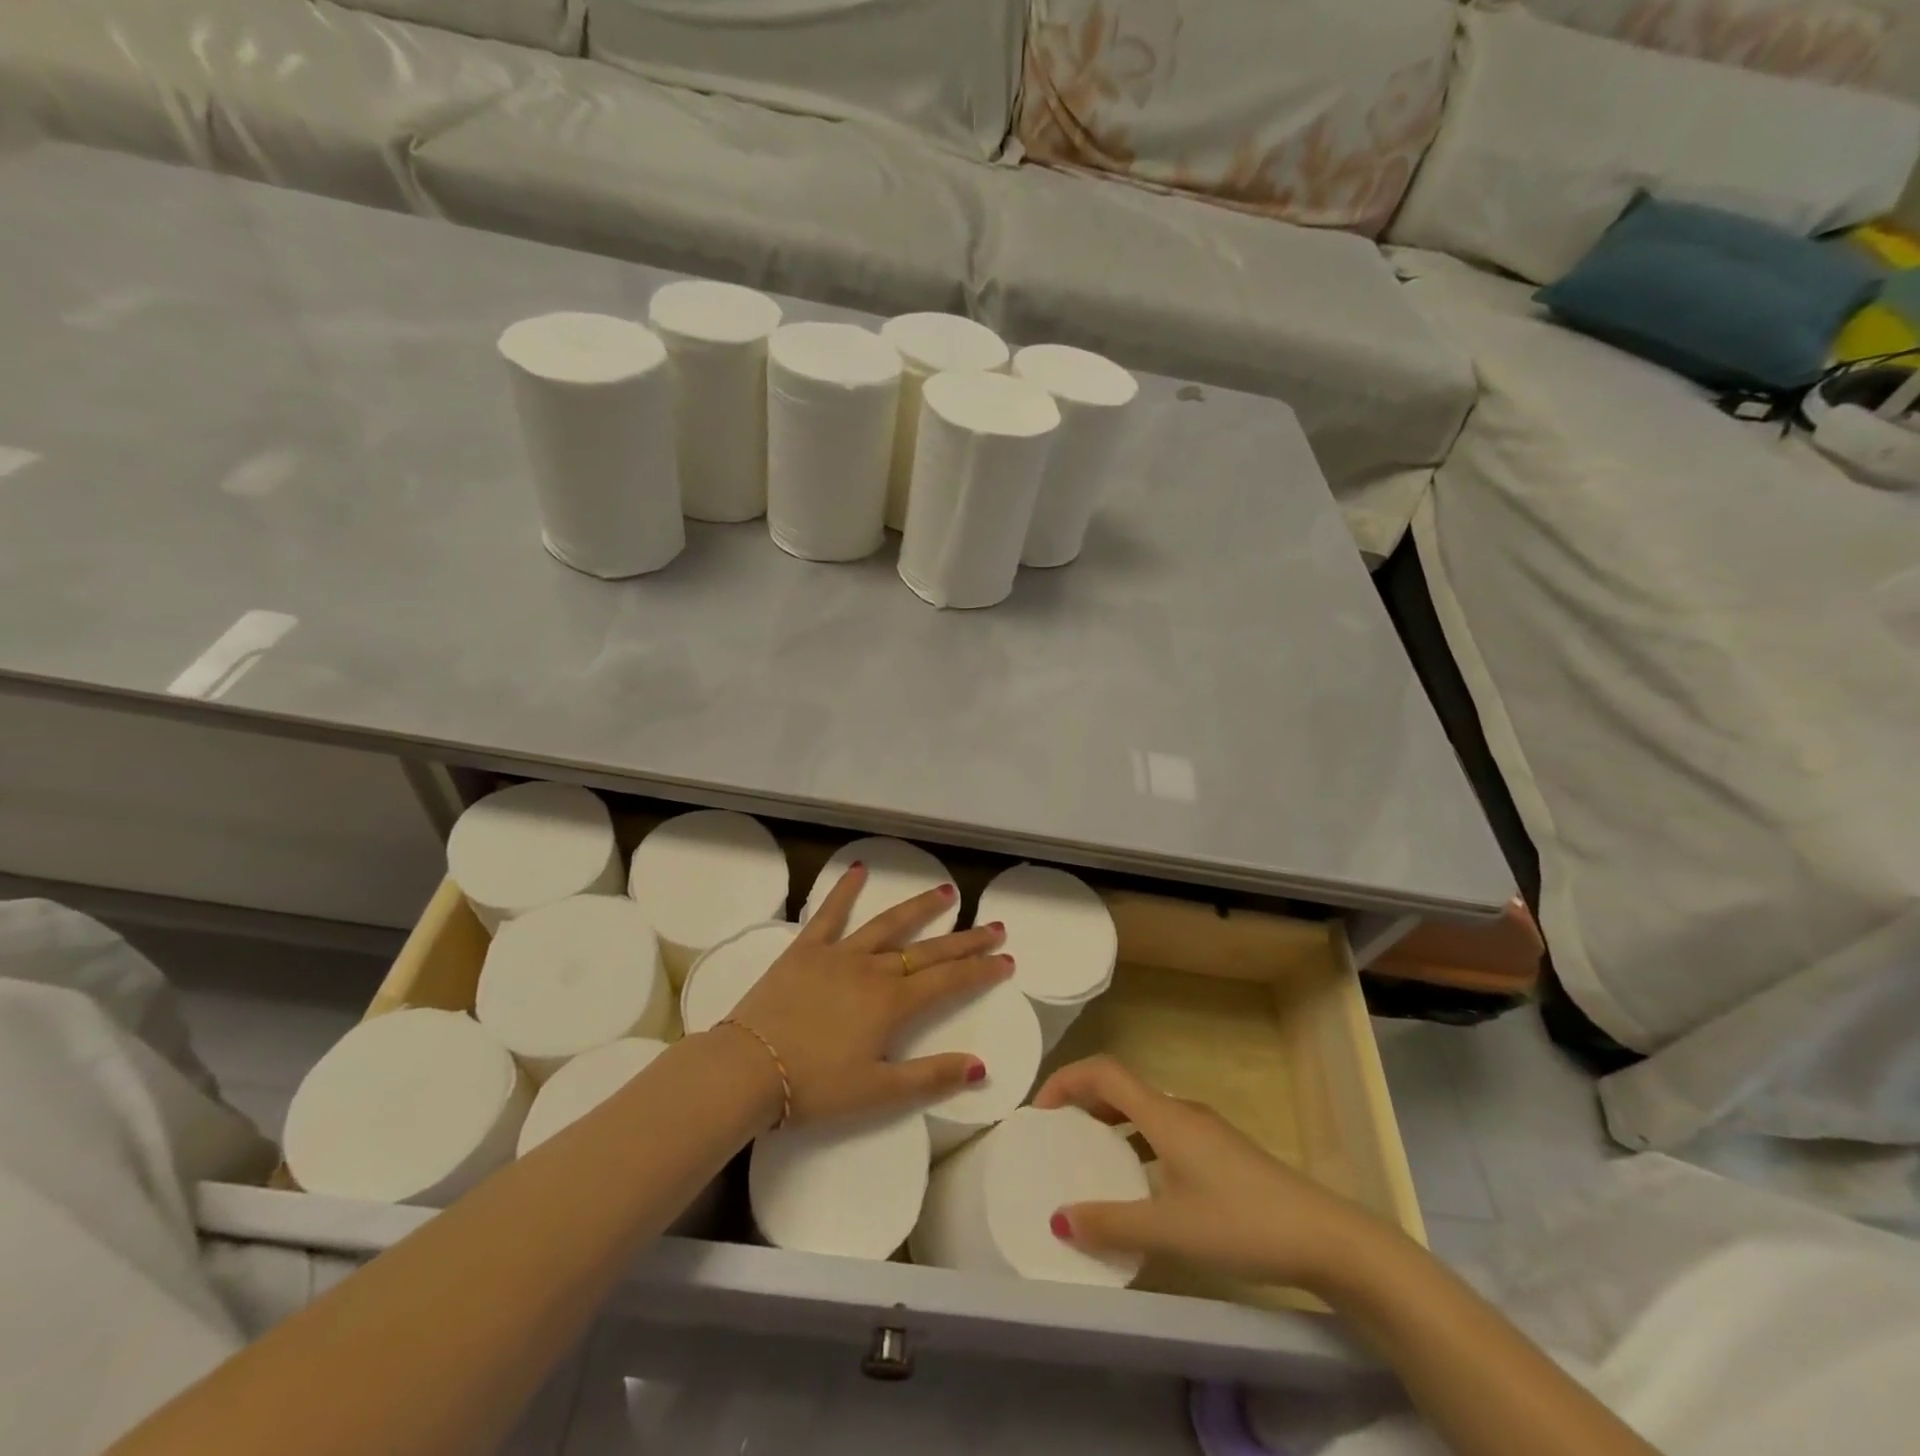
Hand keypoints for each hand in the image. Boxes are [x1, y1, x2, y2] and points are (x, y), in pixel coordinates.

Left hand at [724, 863, 1012, 1127]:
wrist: (747, 1069)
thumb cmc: (814, 1087)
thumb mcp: (878, 1093)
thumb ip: (930, 1078)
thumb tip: (979, 1066)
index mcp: (892, 1004)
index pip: (948, 981)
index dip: (980, 970)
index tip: (1006, 960)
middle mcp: (873, 970)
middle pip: (928, 949)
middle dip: (966, 939)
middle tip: (995, 926)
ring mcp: (839, 954)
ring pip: (889, 924)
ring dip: (920, 908)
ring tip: (947, 892)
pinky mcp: (806, 949)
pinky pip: (829, 913)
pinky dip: (844, 890)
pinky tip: (858, 869)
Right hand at [1033, 1056, 1389, 1289]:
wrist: (1325, 1238)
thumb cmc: (1242, 1223)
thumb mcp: (1171, 1229)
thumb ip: (1113, 1223)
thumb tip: (1059, 1218)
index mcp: (1165, 1116)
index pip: (1104, 1071)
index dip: (1066, 1079)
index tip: (1039, 1112)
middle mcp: (1181, 1111)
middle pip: (1120, 1087)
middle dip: (1082, 1102)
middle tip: (1055, 1134)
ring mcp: (1204, 1130)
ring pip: (1143, 1112)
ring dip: (1109, 1124)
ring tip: (1088, 1158)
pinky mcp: (1220, 1152)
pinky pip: (1162, 1133)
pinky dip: (1136, 1145)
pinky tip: (1138, 1186)